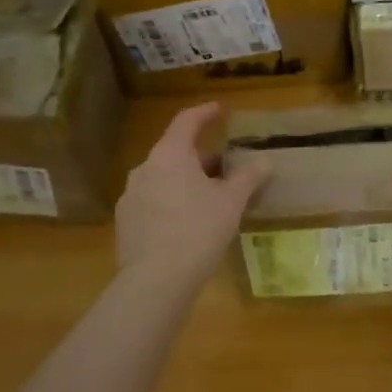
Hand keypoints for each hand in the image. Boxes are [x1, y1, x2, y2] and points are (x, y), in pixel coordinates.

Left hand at [116, 103, 268, 282]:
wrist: (155, 281)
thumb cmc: (198, 231)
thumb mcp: (231, 203)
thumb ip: (248, 178)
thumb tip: (266, 162)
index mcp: (169, 155)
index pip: (187, 121)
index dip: (204, 113)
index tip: (219, 110)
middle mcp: (145, 168)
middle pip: (175, 152)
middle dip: (200, 157)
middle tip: (224, 168)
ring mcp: (130, 196)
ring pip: (163, 178)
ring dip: (185, 181)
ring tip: (208, 199)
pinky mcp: (125, 222)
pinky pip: (153, 201)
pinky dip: (171, 202)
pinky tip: (186, 223)